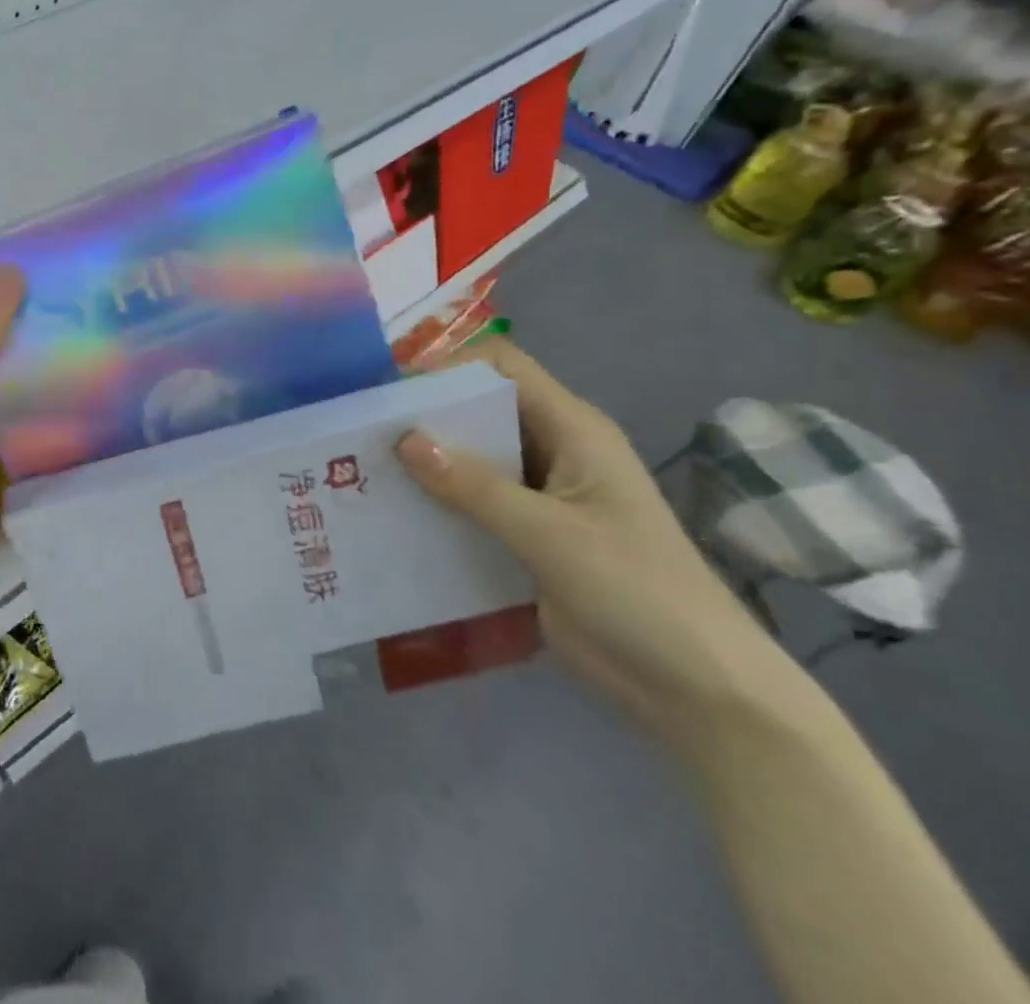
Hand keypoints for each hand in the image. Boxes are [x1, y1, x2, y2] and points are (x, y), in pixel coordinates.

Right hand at [395, 339, 801, 750]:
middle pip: (479, 411)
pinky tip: (394, 515)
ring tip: (364, 471)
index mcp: (572, 431)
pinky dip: (436, 504)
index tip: (391, 392)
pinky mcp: (526, 537)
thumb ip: (475, 487)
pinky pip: (470, 505)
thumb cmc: (638, 593)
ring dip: (425, 463)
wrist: (699, 693)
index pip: (502, 368)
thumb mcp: (551, 534)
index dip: (448, 369)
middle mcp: (552, 452)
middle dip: (424, 417)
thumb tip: (403, 439)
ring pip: (470, 459)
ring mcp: (539, 497)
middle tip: (362, 432)